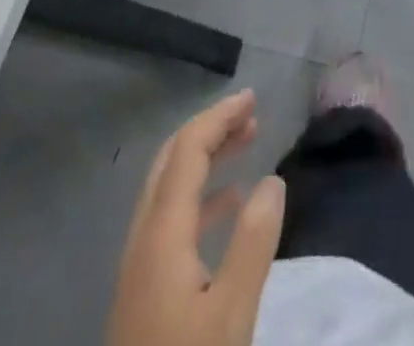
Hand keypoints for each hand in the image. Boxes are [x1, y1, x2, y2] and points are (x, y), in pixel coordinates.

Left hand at [106, 90, 286, 345]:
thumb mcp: (231, 315)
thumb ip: (253, 243)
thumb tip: (273, 179)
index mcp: (161, 234)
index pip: (188, 151)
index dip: (219, 117)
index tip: (252, 98)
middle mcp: (143, 238)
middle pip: (172, 161)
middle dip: (211, 129)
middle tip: (251, 115)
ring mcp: (140, 266)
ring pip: (170, 188)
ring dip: (206, 159)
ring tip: (246, 145)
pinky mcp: (144, 291)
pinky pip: (172, 218)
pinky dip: (201, 195)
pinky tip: (230, 206)